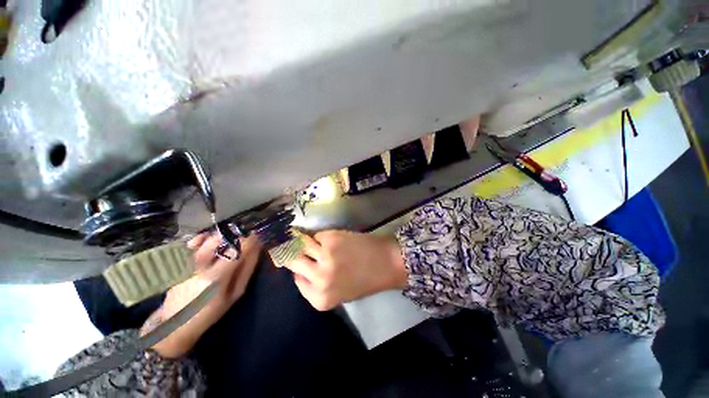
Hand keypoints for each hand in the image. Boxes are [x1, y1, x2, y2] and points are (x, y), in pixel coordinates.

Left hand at [142, 233, 261, 357]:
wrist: (177, 324)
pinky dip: (199, 239)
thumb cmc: (212, 311)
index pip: (236, 252)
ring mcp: (187, 266)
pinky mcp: (178, 266)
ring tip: (227, 237)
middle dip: (233, 235)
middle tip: (242, 234)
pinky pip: (190, 247)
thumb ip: (246, 270)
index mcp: (217, 278)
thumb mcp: (235, 294)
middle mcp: (200, 268)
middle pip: (218, 242)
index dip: (248, 241)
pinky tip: (206, 239)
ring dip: (219, 236)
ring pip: (204, 242)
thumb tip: (257, 249)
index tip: (255, 235)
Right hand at [284, 231, 407, 310]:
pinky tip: (329, 239)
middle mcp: (318, 279)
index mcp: (319, 299)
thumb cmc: (365, 280)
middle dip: (292, 253)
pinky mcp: (330, 239)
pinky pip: (316, 235)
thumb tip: (300, 270)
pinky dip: (320, 236)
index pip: (296, 280)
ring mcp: (323, 257)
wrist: (385, 263)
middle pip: (292, 261)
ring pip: (300, 245)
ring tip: (308, 239)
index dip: (297, 269)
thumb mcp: (339, 293)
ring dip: (303, 241)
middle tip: (292, 246)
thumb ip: (317, 286)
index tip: (299, 261)